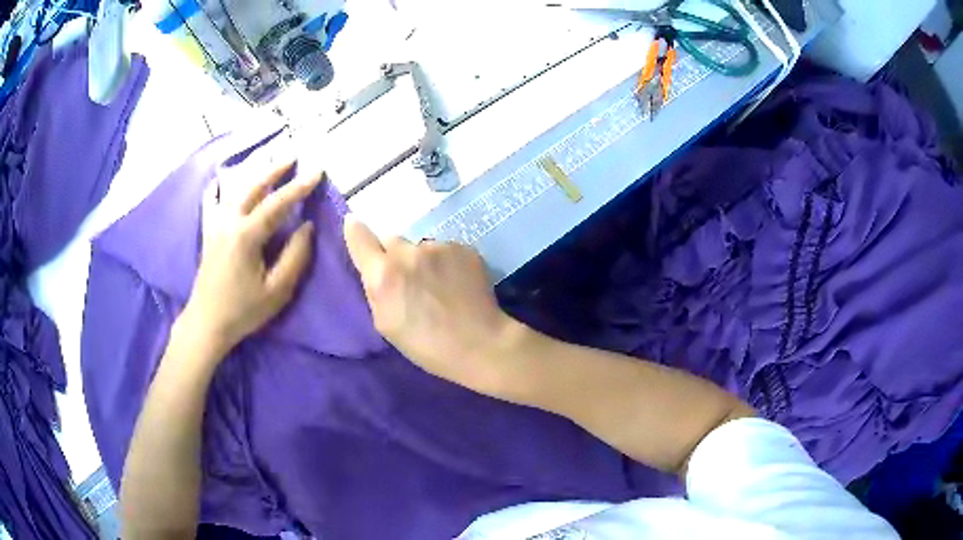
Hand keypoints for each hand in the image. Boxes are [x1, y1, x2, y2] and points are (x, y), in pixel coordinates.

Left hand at [183, 158, 321, 354]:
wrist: (207, 322)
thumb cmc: (243, 311)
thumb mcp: (276, 291)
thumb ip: (295, 257)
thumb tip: (307, 227)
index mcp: (246, 236)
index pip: (277, 203)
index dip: (299, 186)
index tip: (318, 171)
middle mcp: (229, 222)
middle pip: (254, 186)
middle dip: (275, 169)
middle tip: (294, 156)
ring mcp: (215, 225)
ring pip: (235, 189)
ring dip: (254, 173)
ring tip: (267, 161)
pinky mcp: (208, 232)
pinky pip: (212, 201)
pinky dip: (217, 187)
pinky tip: (219, 180)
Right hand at [343, 218, 524, 393]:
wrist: (479, 344)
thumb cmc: (426, 345)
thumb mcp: (385, 323)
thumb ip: (375, 289)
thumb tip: (373, 265)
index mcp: (384, 274)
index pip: (360, 238)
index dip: (355, 231)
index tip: (353, 225)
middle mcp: (409, 253)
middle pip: (392, 241)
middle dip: (394, 256)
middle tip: (408, 281)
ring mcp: (439, 247)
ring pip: (421, 247)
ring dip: (423, 260)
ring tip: (439, 287)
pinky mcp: (463, 248)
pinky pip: (445, 250)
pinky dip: (446, 263)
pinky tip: (456, 284)